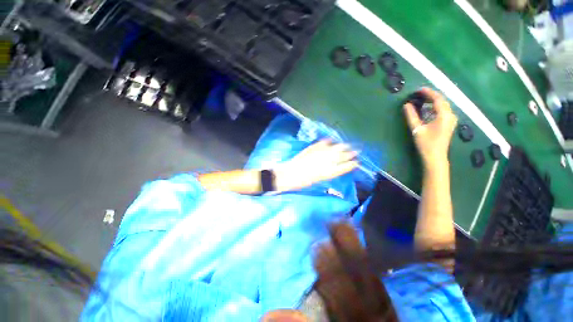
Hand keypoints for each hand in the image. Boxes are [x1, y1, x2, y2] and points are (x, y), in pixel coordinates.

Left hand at [274, 140, 358, 191]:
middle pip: (339, 156)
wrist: (287, 175)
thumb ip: (326, 173)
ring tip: (347, 145)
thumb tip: (335, 167)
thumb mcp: (316, 180)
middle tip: (356, 151)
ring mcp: (316, 155)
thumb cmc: (301, 182)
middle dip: (349, 153)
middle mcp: (323, 163)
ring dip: (340, 146)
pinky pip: (321, 144)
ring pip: (332, 149)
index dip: (350, 165)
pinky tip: (330, 140)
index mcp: (325, 173)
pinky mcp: (310, 149)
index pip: (341, 168)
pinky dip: (326, 142)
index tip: (356, 163)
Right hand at [404, 88, 456, 169]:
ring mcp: (451, 120)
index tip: (418, 89)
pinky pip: (442, 111)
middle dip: (430, 96)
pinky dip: (434, 107)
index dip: (428, 92)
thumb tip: (406, 105)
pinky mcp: (448, 124)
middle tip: (418, 94)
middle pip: (441, 101)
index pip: (437, 99)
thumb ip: (411, 116)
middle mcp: (450, 115)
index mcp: (444, 115)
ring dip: (432, 101)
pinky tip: (427, 109)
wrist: (435, 157)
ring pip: (442, 106)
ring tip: (421, 100)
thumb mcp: (417, 129)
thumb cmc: (426, 143)